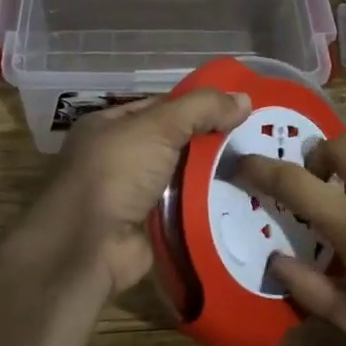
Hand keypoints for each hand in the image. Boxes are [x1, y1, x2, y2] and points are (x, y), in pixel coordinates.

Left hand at [33, 90, 252, 295]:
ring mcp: (132, 195)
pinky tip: (243, 201)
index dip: (197, 105)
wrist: (88, 247)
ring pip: (182, 178)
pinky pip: (184, 210)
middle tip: (257, 139)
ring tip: (257, 169)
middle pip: (174, 143)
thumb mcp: (157, 127)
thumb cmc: (116, 173)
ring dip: (213, 176)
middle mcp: (118, 158)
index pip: (161, 107)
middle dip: (210, 142)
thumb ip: (200, 109)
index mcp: (109, 126)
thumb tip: (244, 98)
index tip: (238, 108)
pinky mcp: (148, 228)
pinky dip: (207, 206)